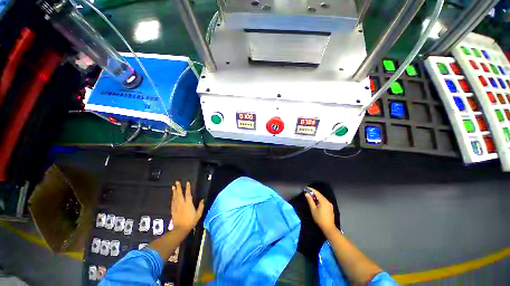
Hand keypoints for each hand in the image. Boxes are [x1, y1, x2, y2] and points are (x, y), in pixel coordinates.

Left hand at [171, 181, 204, 232]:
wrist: (180, 229)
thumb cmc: (191, 221)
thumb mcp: (198, 214)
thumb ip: (201, 206)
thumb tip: (202, 200)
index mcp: (188, 204)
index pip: (188, 194)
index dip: (188, 188)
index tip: (187, 182)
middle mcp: (181, 203)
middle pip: (179, 194)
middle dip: (178, 187)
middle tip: (176, 182)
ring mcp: (176, 207)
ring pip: (175, 197)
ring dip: (174, 191)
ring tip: (173, 187)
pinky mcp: (173, 210)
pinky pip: (172, 202)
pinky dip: (172, 198)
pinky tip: (172, 196)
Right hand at [305, 187, 336, 234]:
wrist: (329, 228)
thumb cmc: (320, 219)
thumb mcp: (313, 209)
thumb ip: (310, 200)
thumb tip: (306, 194)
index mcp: (323, 201)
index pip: (316, 192)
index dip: (311, 189)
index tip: (306, 188)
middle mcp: (327, 201)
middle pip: (319, 194)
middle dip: (313, 192)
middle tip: (307, 192)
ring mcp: (329, 204)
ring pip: (321, 197)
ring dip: (316, 196)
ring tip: (310, 196)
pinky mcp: (330, 207)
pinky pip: (323, 201)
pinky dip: (319, 199)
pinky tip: (316, 201)